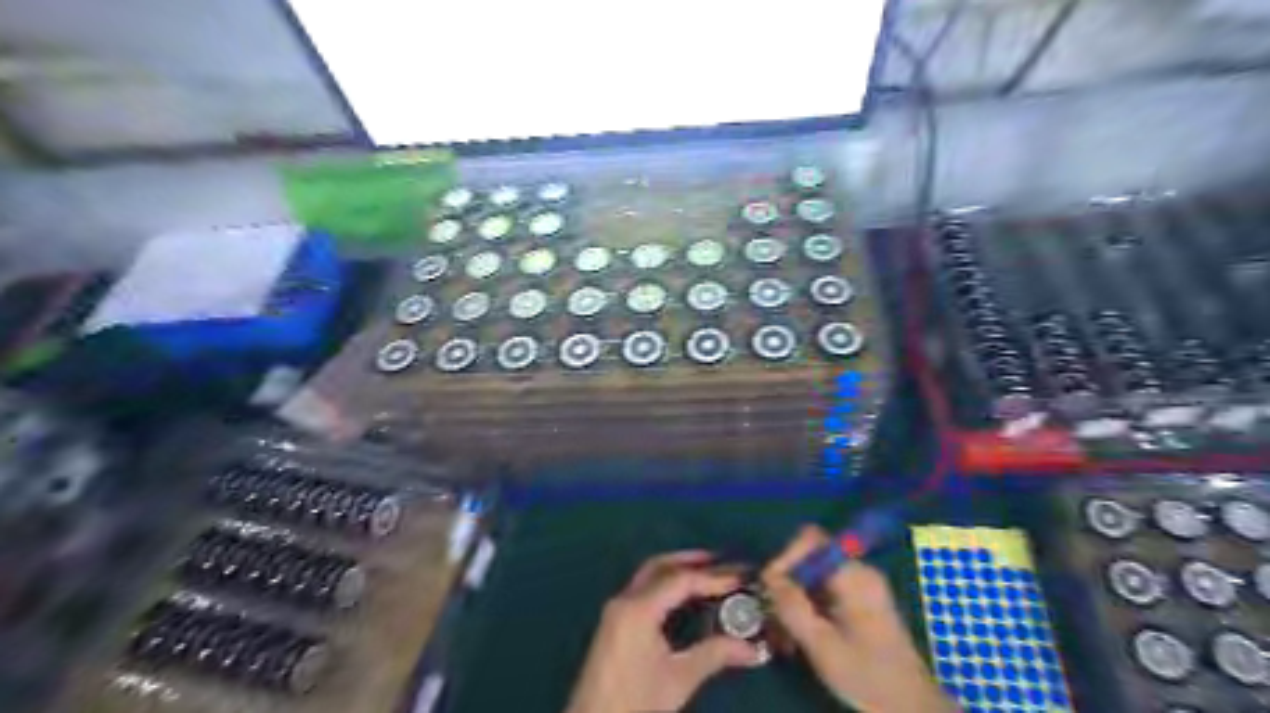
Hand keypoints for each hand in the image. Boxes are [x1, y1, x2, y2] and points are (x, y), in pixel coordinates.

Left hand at [565, 553, 762, 712]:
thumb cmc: (636, 704)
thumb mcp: (679, 680)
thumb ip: (714, 655)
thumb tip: (753, 648)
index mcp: (638, 609)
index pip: (680, 580)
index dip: (712, 577)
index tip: (739, 577)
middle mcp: (624, 600)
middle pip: (659, 567)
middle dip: (690, 561)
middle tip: (721, 562)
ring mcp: (615, 611)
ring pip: (648, 577)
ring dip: (676, 571)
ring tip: (706, 574)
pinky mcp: (613, 624)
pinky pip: (642, 591)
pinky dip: (664, 585)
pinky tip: (682, 598)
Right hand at [762, 527, 951, 712]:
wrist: (910, 707)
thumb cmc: (868, 676)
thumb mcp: (822, 645)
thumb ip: (793, 607)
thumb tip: (768, 577)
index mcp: (854, 576)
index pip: (811, 540)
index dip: (786, 557)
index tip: (770, 587)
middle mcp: (858, 572)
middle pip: (810, 559)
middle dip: (786, 584)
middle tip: (771, 615)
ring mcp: (860, 587)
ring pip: (814, 578)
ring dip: (794, 601)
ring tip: (780, 634)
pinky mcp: (859, 603)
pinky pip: (824, 592)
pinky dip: (807, 608)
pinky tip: (797, 637)